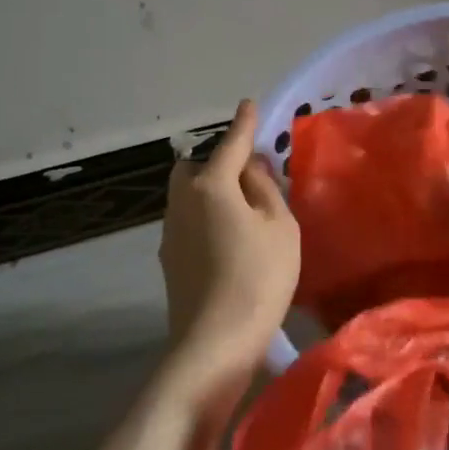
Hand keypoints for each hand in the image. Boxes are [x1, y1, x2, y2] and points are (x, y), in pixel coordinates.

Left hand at [158, 100, 300, 407]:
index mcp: (210, 185)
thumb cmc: (258, 278)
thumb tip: (250, 168)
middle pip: (196, 167)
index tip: (249, 105)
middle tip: (248, 174)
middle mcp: (182, 201)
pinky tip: (227, 238)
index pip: (230, 144)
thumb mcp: (279, 226)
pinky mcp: (169, 259)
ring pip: (188, 195)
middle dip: (218, 162)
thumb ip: (264, 188)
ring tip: (242, 208)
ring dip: (211, 191)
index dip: (244, 124)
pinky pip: (188, 221)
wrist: (215, 343)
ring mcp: (170, 231)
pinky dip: (206, 217)